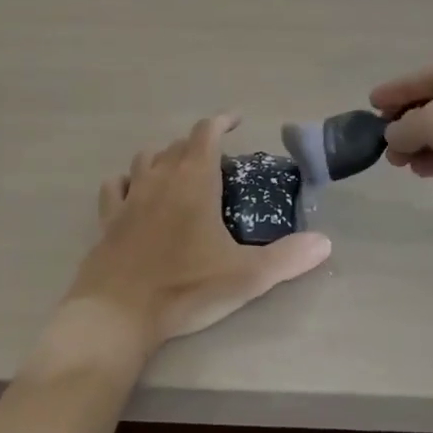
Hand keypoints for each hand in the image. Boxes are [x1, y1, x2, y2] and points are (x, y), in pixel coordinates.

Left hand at [67, 114, 332, 355]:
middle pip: (178, 144)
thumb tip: (325, 242)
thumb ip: (288, 257)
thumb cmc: (185, 287)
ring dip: (164, 157)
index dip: (222, 121)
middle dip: (198, 144)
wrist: (118, 313)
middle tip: (217, 162)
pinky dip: (127, 182)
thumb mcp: (246, 276)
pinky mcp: (108, 218)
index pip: (206, 132)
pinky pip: (115, 186)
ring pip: (146, 158)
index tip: (236, 120)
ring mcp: (130, 196)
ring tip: (179, 171)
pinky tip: (133, 193)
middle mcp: (160, 177)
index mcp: (194, 180)